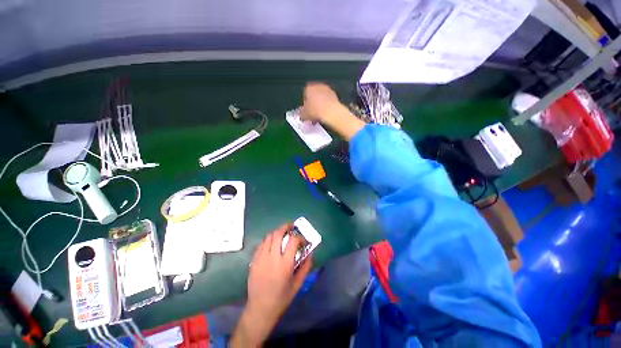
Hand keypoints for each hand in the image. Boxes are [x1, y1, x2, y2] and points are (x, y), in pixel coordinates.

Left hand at [231, 224, 312, 346]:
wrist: (260, 309)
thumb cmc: (282, 298)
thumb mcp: (298, 283)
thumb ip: (306, 266)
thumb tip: (311, 252)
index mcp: (285, 264)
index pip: (293, 241)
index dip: (300, 237)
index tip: (303, 240)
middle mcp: (272, 258)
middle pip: (278, 233)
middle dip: (286, 227)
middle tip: (291, 227)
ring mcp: (261, 258)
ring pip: (269, 237)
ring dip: (277, 232)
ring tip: (282, 234)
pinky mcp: (254, 261)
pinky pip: (261, 244)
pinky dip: (268, 240)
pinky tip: (272, 243)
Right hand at [300, 82, 365, 140]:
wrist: (331, 113)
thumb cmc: (316, 111)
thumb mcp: (304, 115)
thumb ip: (301, 114)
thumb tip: (302, 116)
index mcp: (309, 88)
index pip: (304, 95)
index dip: (305, 104)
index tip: (306, 111)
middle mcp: (319, 86)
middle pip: (314, 95)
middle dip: (313, 104)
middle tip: (312, 113)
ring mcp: (328, 90)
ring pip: (321, 98)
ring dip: (320, 105)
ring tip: (319, 115)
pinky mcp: (335, 96)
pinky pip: (328, 101)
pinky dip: (327, 106)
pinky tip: (326, 114)